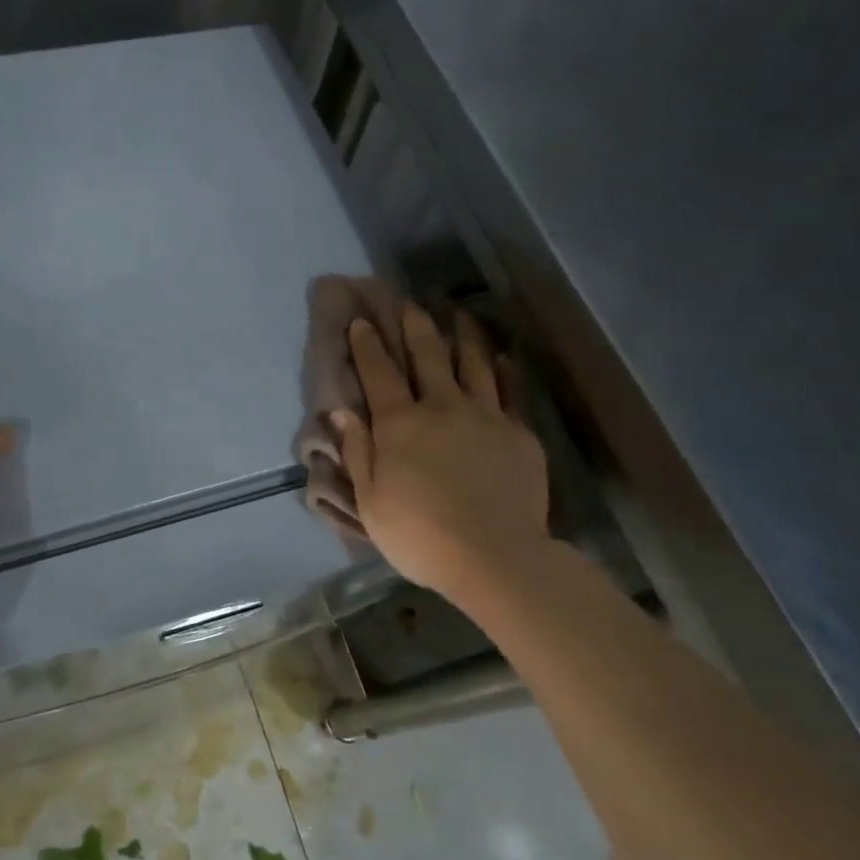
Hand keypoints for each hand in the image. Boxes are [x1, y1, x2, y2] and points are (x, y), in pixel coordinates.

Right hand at [333, 305, 550, 600]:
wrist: (494, 556)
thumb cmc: (419, 535)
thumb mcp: (370, 501)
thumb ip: (357, 451)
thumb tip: (341, 411)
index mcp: (400, 424)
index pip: (379, 373)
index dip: (367, 345)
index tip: (360, 320)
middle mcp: (441, 407)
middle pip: (427, 356)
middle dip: (414, 326)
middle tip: (408, 302)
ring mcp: (485, 416)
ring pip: (474, 363)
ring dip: (463, 335)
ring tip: (459, 314)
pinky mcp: (518, 432)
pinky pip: (511, 390)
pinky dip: (505, 370)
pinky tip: (503, 356)